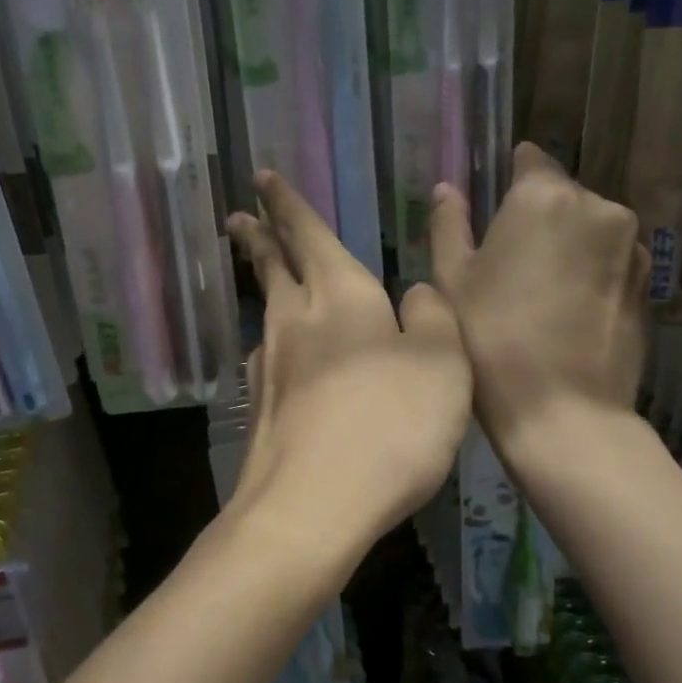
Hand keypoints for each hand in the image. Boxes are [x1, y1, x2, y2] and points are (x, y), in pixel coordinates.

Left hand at [227, 171, 469, 546]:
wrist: (312, 506)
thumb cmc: (389, 424)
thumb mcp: (443, 363)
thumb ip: (433, 318)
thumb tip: (413, 294)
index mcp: (340, 295)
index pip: (308, 233)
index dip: (287, 203)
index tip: (262, 177)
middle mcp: (296, 321)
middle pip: (272, 267)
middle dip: (258, 236)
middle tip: (238, 216)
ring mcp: (271, 367)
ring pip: (266, 311)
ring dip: (263, 285)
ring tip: (263, 276)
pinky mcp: (262, 410)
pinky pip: (269, 358)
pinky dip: (274, 342)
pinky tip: (279, 356)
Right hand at [431, 143, 647, 452]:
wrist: (563, 410)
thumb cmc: (491, 337)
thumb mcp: (451, 278)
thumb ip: (449, 223)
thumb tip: (448, 188)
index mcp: (544, 197)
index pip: (529, 159)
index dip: (508, 178)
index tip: (491, 207)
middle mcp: (597, 207)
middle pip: (561, 194)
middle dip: (537, 214)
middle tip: (507, 260)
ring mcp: (630, 245)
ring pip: (589, 226)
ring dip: (566, 243)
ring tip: (538, 290)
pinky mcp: (647, 282)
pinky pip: (610, 258)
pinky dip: (590, 269)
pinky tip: (567, 309)